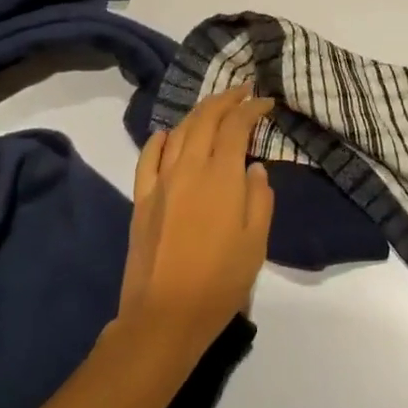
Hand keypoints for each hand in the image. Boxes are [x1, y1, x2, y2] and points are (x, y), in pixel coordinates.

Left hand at [118, 88, 275, 360]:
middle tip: (242, 91)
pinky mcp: (142, 199)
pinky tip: (167, 134)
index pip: (236, 126)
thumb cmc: (220, 282)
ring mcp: (161, 182)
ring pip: (178, 132)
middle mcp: (189, 168)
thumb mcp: (256, 243)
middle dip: (225, 99)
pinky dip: (160, 139)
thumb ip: (260, 198)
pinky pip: (148, 158)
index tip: (265, 103)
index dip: (251, 108)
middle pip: (205, 119)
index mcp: (221, 177)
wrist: (164, 317)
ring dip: (198, 114)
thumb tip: (254, 168)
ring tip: (214, 108)